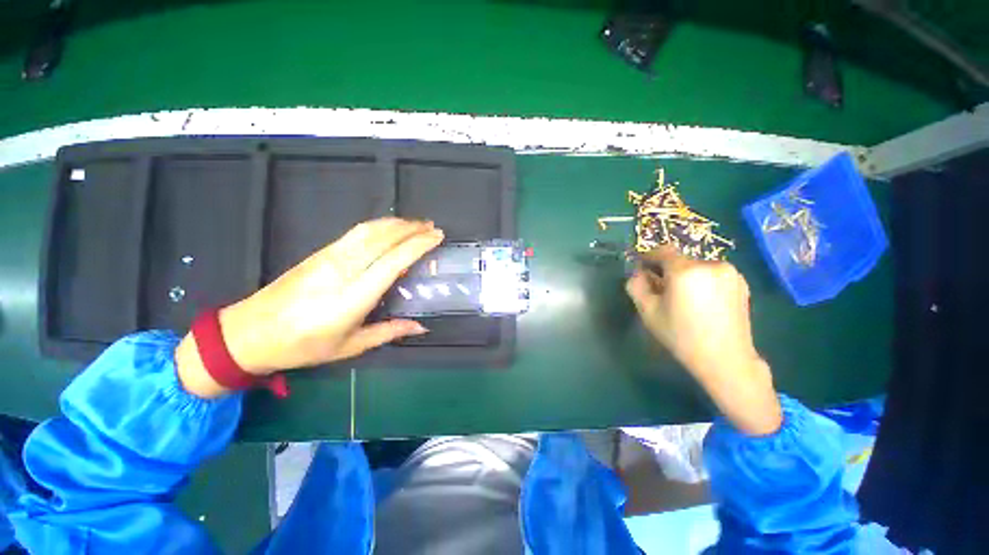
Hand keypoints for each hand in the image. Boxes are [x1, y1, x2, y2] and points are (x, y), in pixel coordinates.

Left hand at [175, 218, 443, 397]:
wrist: (248, 332)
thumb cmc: (302, 346)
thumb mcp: (350, 346)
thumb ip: (389, 332)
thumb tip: (422, 326)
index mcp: (354, 296)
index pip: (394, 260)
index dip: (418, 245)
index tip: (437, 237)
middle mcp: (344, 270)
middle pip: (384, 238)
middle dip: (412, 228)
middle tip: (433, 227)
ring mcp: (329, 257)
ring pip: (369, 230)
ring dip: (396, 223)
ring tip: (416, 223)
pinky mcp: (320, 252)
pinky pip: (356, 232)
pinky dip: (378, 225)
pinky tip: (389, 227)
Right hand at [625, 247, 781, 434]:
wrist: (726, 359)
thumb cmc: (681, 336)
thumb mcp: (648, 311)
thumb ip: (636, 286)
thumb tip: (638, 273)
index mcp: (685, 271)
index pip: (662, 251)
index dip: (648, 257)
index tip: (641, 268)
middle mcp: (710, 264)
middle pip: (679, 260)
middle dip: (666, 271)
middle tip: (661, 290)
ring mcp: (729, 272)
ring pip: (696, 266)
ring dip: (685, 276)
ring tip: (683, 298)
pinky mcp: (741, 282)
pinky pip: (712, 274)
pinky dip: (702, 281)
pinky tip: (702, 302)